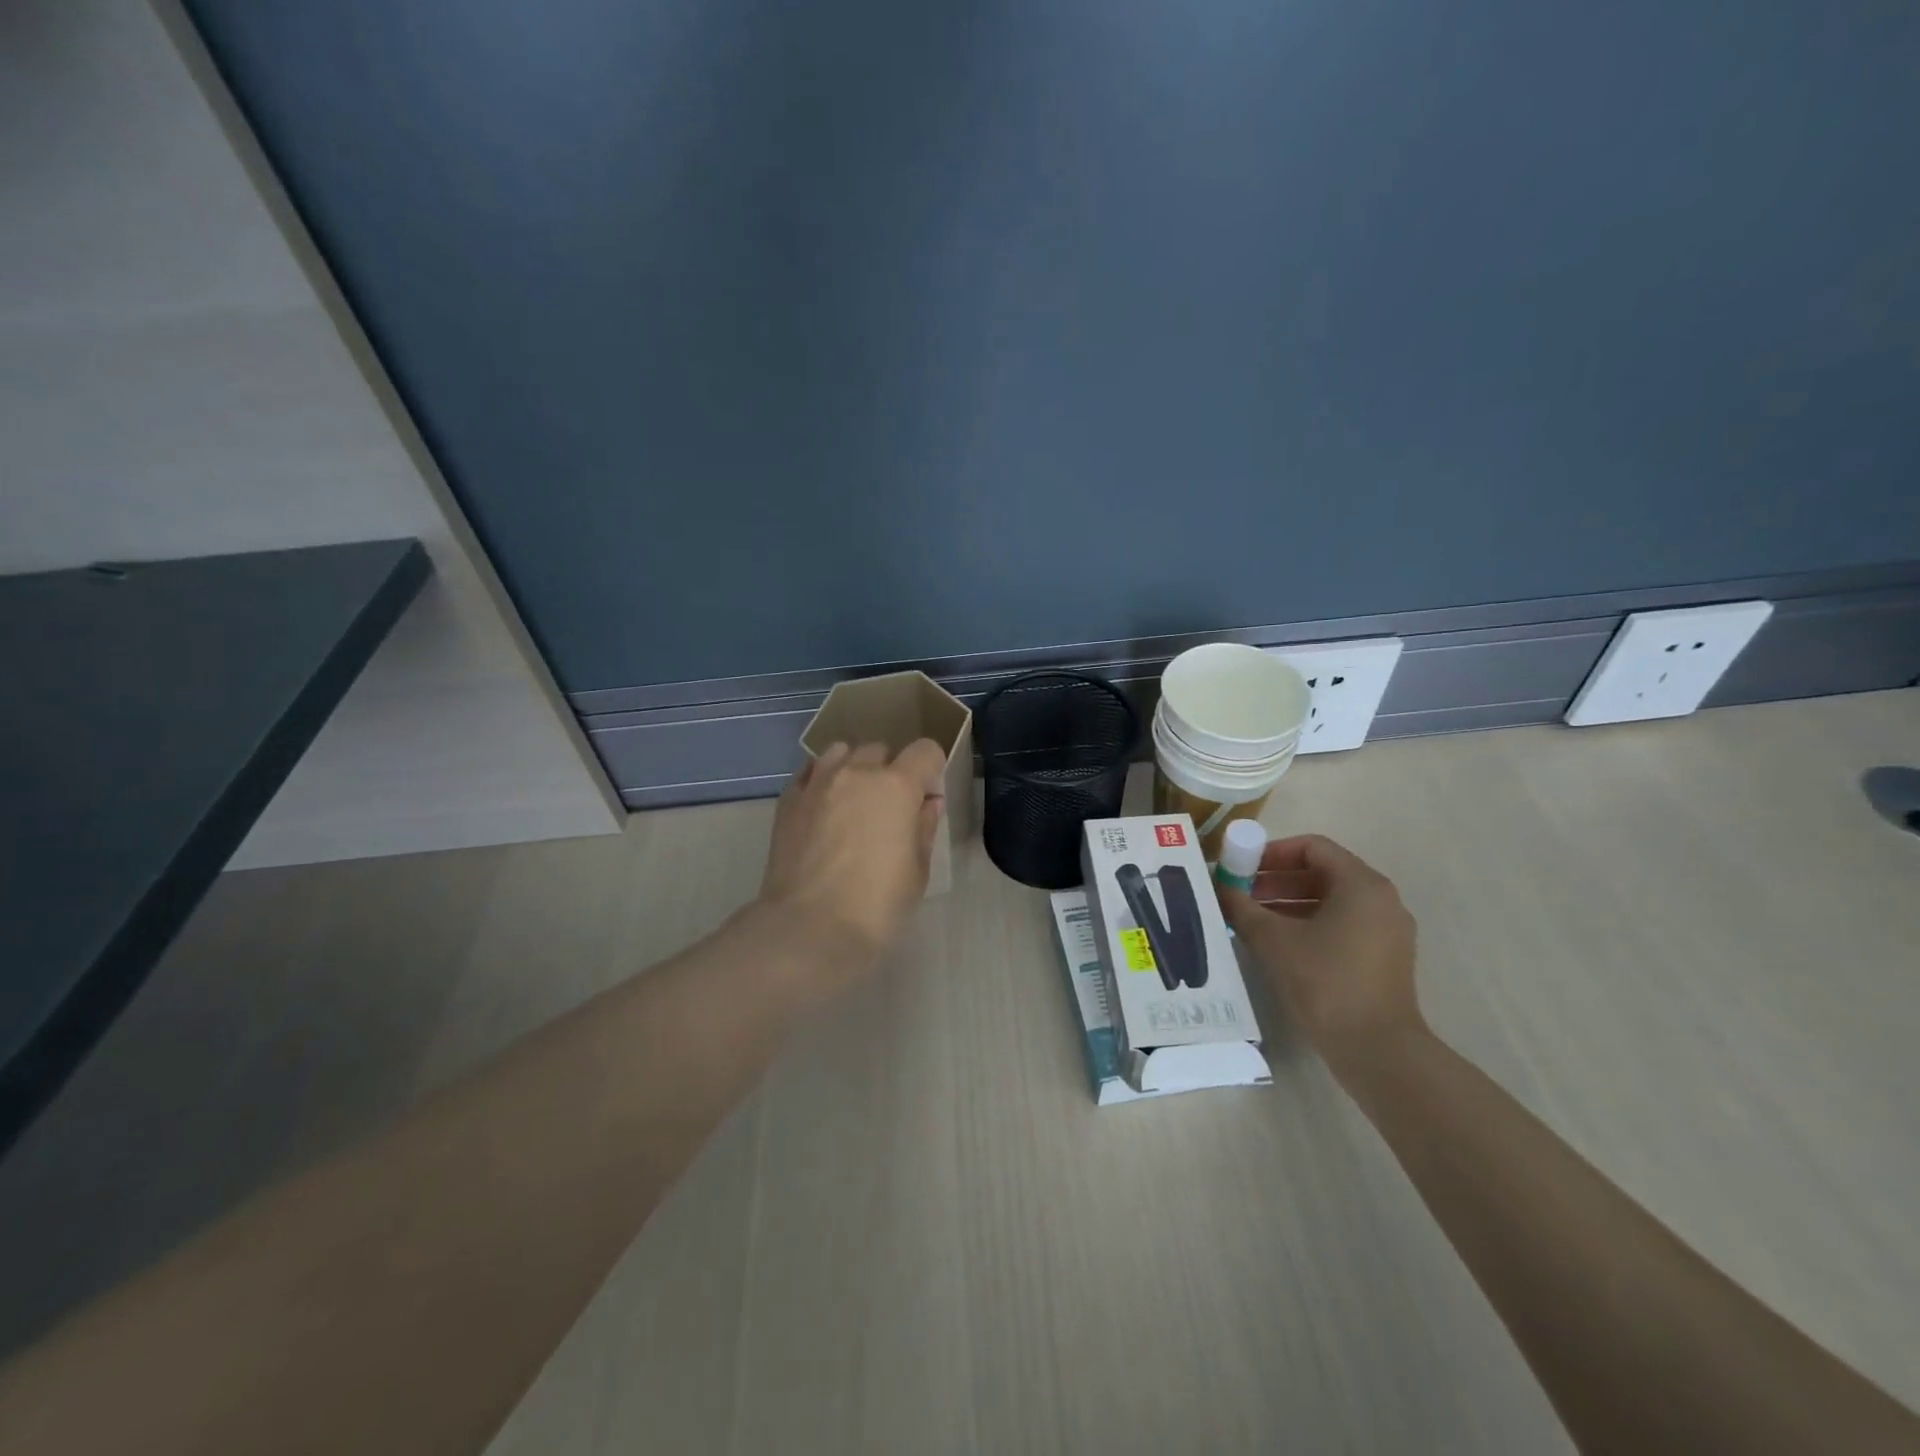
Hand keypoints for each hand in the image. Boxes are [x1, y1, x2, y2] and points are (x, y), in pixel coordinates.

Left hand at [757, 739, 947, 983]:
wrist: (807, 930)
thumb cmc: (876, 907)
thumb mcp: (917, 872)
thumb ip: (923, 828)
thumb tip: (927, 803)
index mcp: (897, 786)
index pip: (925, 751)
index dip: (932, 770)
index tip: (928, 798)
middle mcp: (856, 772)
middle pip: (880, 750)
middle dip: (891, 770)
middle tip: (890, 809)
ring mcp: (817, 783)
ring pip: (841, 752)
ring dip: (854, 768)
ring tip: (853, 802)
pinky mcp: (788, 800)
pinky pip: (809, 772)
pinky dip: (821, 780)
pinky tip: (824, 808)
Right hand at [1215, 834, 1423, 1066]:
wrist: (1377, 1050)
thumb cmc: (1325, 981)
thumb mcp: (1273, 940)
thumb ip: (1242, 907)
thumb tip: (1218, 889)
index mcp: (1361, 884)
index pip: (1313, 847)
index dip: (1272, 852)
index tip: (1242, 867)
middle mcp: (1381, 900)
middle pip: (1322, 873)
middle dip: (1276, 880)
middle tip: (1240, 893)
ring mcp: (1387, 931)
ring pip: (1331, 901)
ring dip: (1289, 903)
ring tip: (1252, 919)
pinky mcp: (1384, 958)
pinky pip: (1342, 925)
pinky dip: (1309, 924)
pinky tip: (1278, 944)